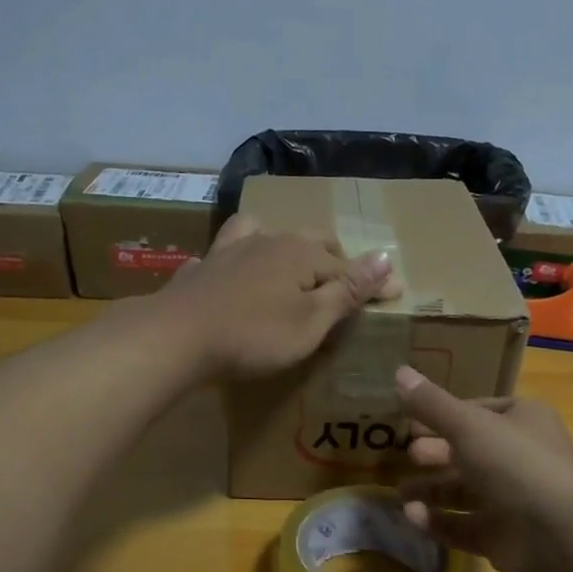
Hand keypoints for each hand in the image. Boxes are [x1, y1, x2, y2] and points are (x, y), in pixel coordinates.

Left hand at [155, 214, 401, 380]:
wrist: (177, 336)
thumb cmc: (254, 336)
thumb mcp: (311, 321)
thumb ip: (347, 291)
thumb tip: (386, 257)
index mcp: (301, 252)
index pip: (348, 266)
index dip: (372, 282)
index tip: (395, 295)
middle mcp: (269, 239)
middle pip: (311, 242)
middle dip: (334, 258)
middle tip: (347, 283)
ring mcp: (232, 249)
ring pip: (268, 235)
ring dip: (288, 247)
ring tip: (294, 264)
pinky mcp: (204, 267)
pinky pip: (229, 251)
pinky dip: (242, 257)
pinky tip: (235, 269)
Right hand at [395, 366, 572, 571]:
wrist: (560, 536)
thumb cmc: (516, 465)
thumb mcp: (469, 426)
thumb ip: (431, 404)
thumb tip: (398, 371)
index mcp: (523, 421)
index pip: (478, 411)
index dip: (444, 415)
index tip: (410, 422)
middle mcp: (520, 457)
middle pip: (469, 452)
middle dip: (435, 453)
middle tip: (407, 455)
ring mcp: (512, 500)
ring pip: (464, 492)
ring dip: (431, 490)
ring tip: (400, 493)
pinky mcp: (502, 537)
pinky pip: (463, 525)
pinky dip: (438, 521)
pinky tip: (412, 517)